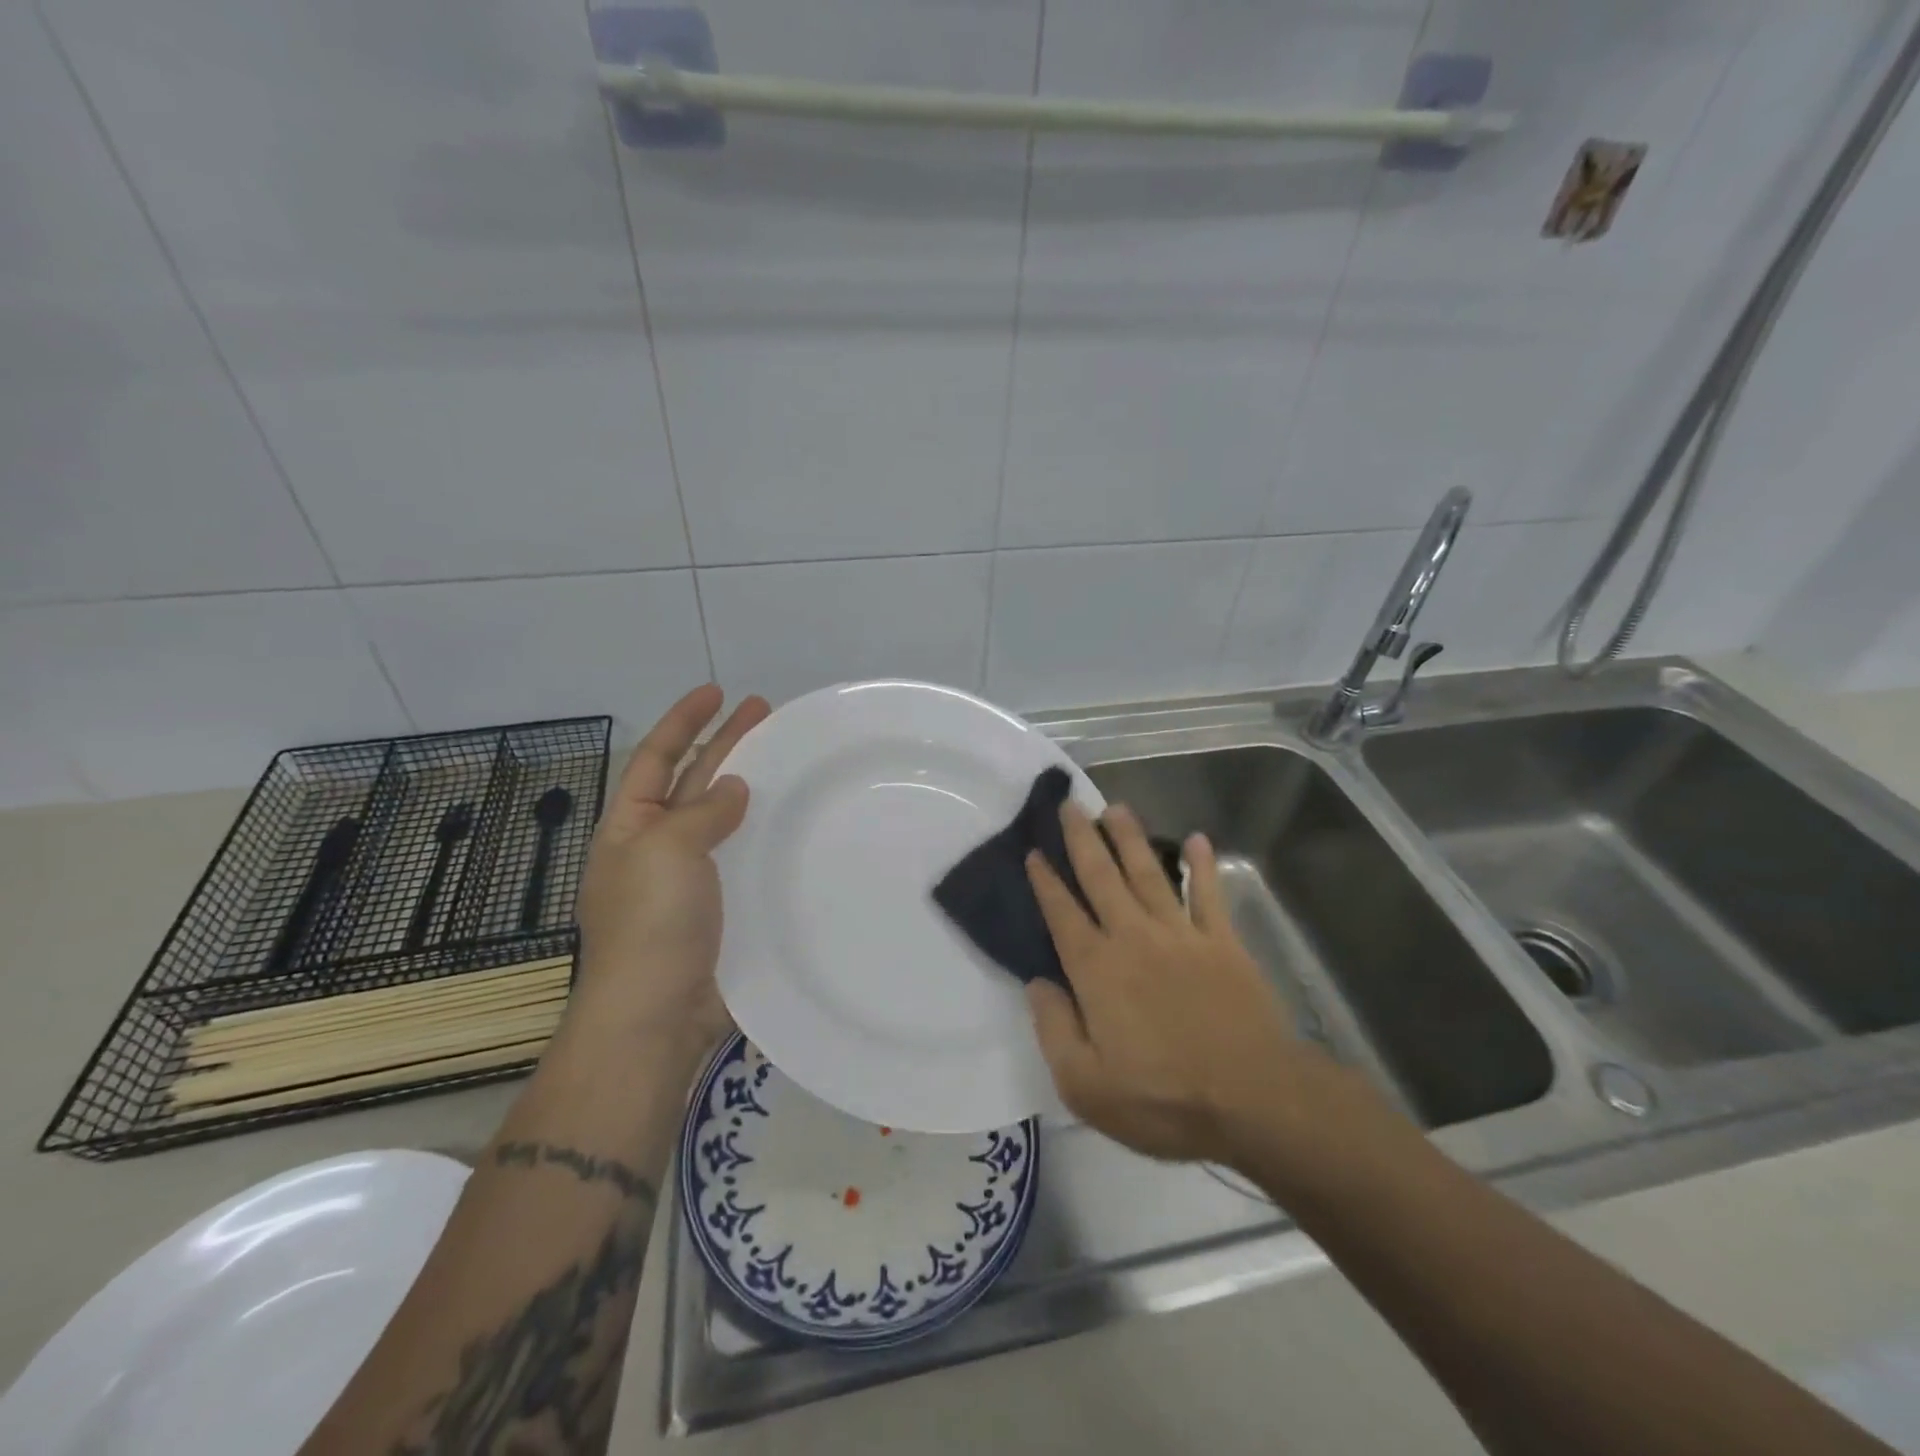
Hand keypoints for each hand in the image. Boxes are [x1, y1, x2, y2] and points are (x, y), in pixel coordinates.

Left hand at [569, 685, 770, 1057]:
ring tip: (786, 759)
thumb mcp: (666, 850)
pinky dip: (766, 835)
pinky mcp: (723, 908)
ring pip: (724, 818)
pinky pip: (745, 857)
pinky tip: (794, 825)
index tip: (717, 692)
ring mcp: (692, 880)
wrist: (658, 1014)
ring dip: (751, 786)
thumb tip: (733, 790)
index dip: (684, 721)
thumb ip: (701, 812)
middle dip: (725, 743)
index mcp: (631, 827)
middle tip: (764, 712)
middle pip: (694, 780)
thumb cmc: (651, 923)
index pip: (656, 758)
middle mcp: (659, 847)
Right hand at [1024, 801, 1357, 1170]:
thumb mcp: (1085, 1085)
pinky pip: (1209, 895)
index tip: (1035, 851)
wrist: (1253, 1099)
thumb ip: (1054, 1028)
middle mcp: (1134, 938)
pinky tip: (1196, 839)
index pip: (1062, 914)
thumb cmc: (1162, 1098)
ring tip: (1116, 807)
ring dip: (1130, 838)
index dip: (1046, 881)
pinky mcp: (1223, 944)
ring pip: (1148, 874)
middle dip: (1082, 839)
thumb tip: (1037, 983)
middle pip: (1102, 877)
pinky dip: (1202, 866)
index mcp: (1097, 969)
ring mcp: (1181, 936)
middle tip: (1070, 805)